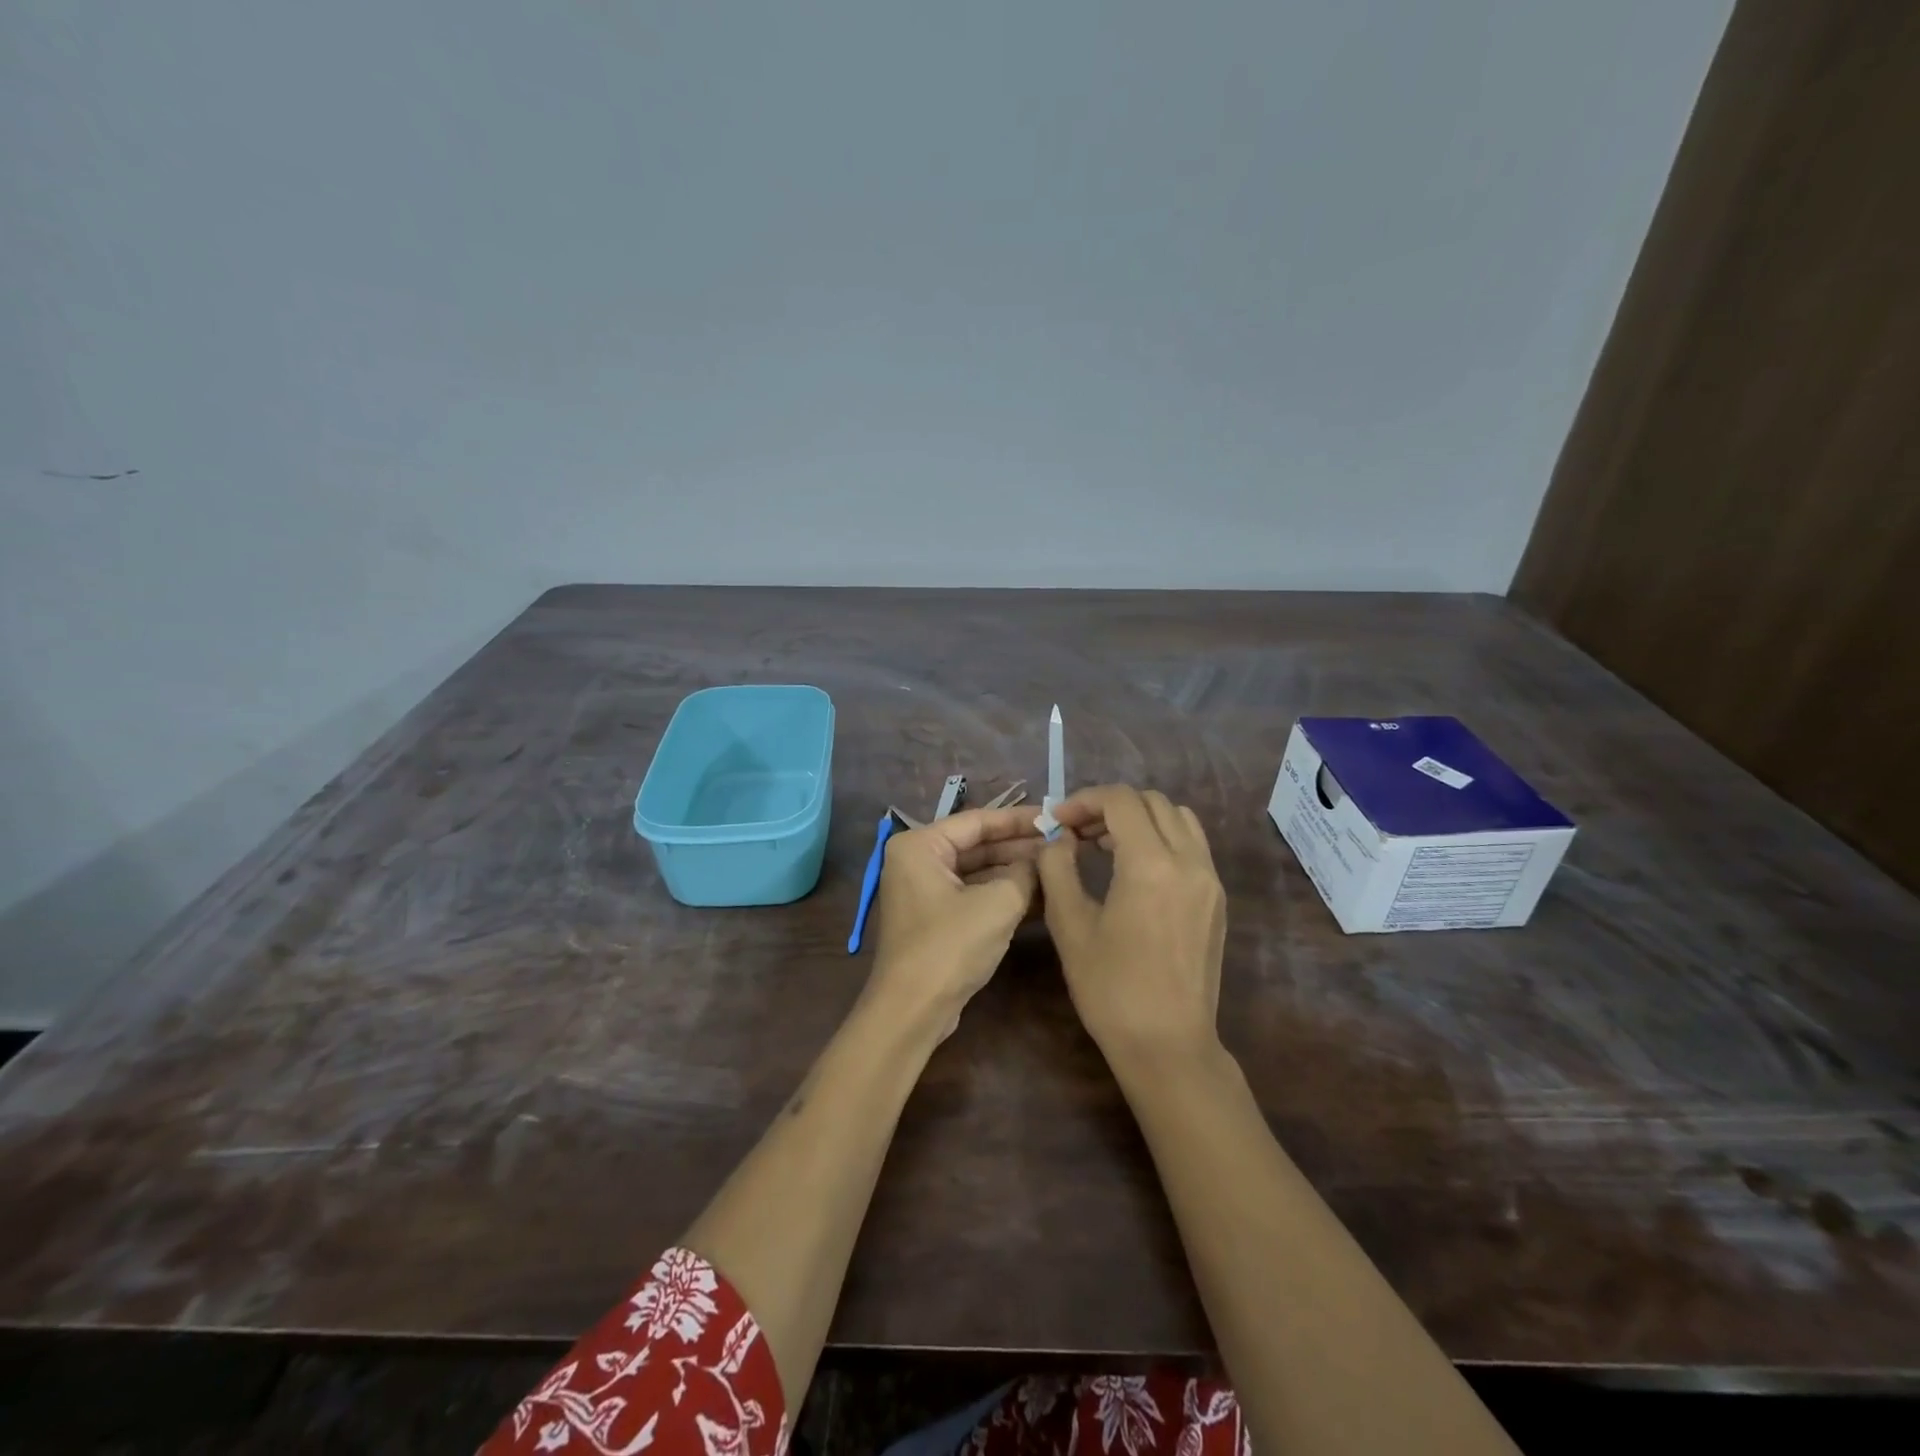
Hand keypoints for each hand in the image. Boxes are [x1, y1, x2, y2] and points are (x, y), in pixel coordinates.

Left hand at [868, 806, 1042, 1036]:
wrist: (913, 1010)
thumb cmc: (950, 946)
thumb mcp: (998, 904)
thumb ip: (1026, 873)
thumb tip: (1045, 858)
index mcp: (920, 845)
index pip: (977, 820)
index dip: (1019, 820)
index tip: (1055, 817)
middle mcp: (917, 861)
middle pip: (977, 845)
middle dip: (1019, 846)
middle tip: (1062, 843)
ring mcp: (924, 891)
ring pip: (978, 871)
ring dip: (1015, 871)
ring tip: (1058, 866)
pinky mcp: (935, 918)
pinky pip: (973, 895)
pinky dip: (1002, 894)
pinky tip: (1041, 895)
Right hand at [1037, 785, 1226, 1060]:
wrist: (1168, 1044)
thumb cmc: (1111, 988)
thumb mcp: (1070, 925)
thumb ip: (1058, 868)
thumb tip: (1058, 838)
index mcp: (1151, 864)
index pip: (1120, 801)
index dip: (1084, 800)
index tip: (1057, 821)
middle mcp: (1189, 861)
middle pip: (1152, 802)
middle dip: (1110, 806)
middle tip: (1077, 831)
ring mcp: (1210, 880)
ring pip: (1178, 819)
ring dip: (1140, 818)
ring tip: (1105, 844)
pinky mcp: (1217, 899)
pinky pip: (1192, 846)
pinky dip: (1162, 838)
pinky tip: (1135, 869)